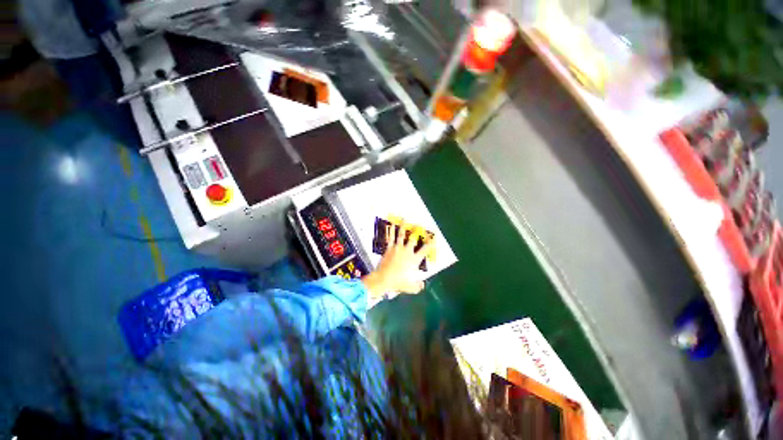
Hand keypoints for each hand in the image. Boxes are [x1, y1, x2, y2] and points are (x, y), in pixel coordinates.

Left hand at [362, 221, 433, 300]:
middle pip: (413, 239)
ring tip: (404, 219)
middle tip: (419, 224)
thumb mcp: (411, 287)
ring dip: (403, 226)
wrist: (383, 279)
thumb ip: (418, 286)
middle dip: (417, 231)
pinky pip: (390, 238)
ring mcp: (397, 248)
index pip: (425, 250)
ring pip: (401, 235)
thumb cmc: (398, 283)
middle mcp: (407, 251)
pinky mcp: (389, 248)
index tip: (434, 236)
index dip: (431, 242)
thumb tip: (423, 285)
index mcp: (414, 259)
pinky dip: (391, 231)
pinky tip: (391, 224)